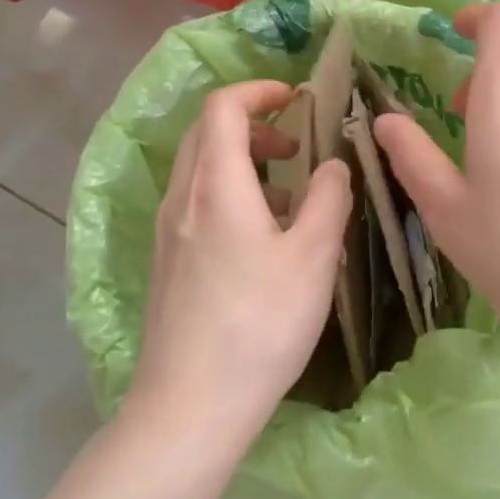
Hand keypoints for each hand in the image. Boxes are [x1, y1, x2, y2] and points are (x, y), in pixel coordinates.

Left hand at [128, 81, 351, 453]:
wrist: (189, 407)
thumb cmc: (259, 324)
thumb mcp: (313, 256)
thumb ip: (329, 198)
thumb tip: (333, 165)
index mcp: (216, 185)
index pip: (223, 107)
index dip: (259, 91)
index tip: (296, 99)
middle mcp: (182, 198)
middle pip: (206, 133)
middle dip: (254, 126)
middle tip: (296, 147)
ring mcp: (167, 233)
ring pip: (200, 171)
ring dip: (243, 163)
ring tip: (289, 198)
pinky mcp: (165, 263)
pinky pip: (196, 204)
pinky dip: (230, 196)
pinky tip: (261, 242)